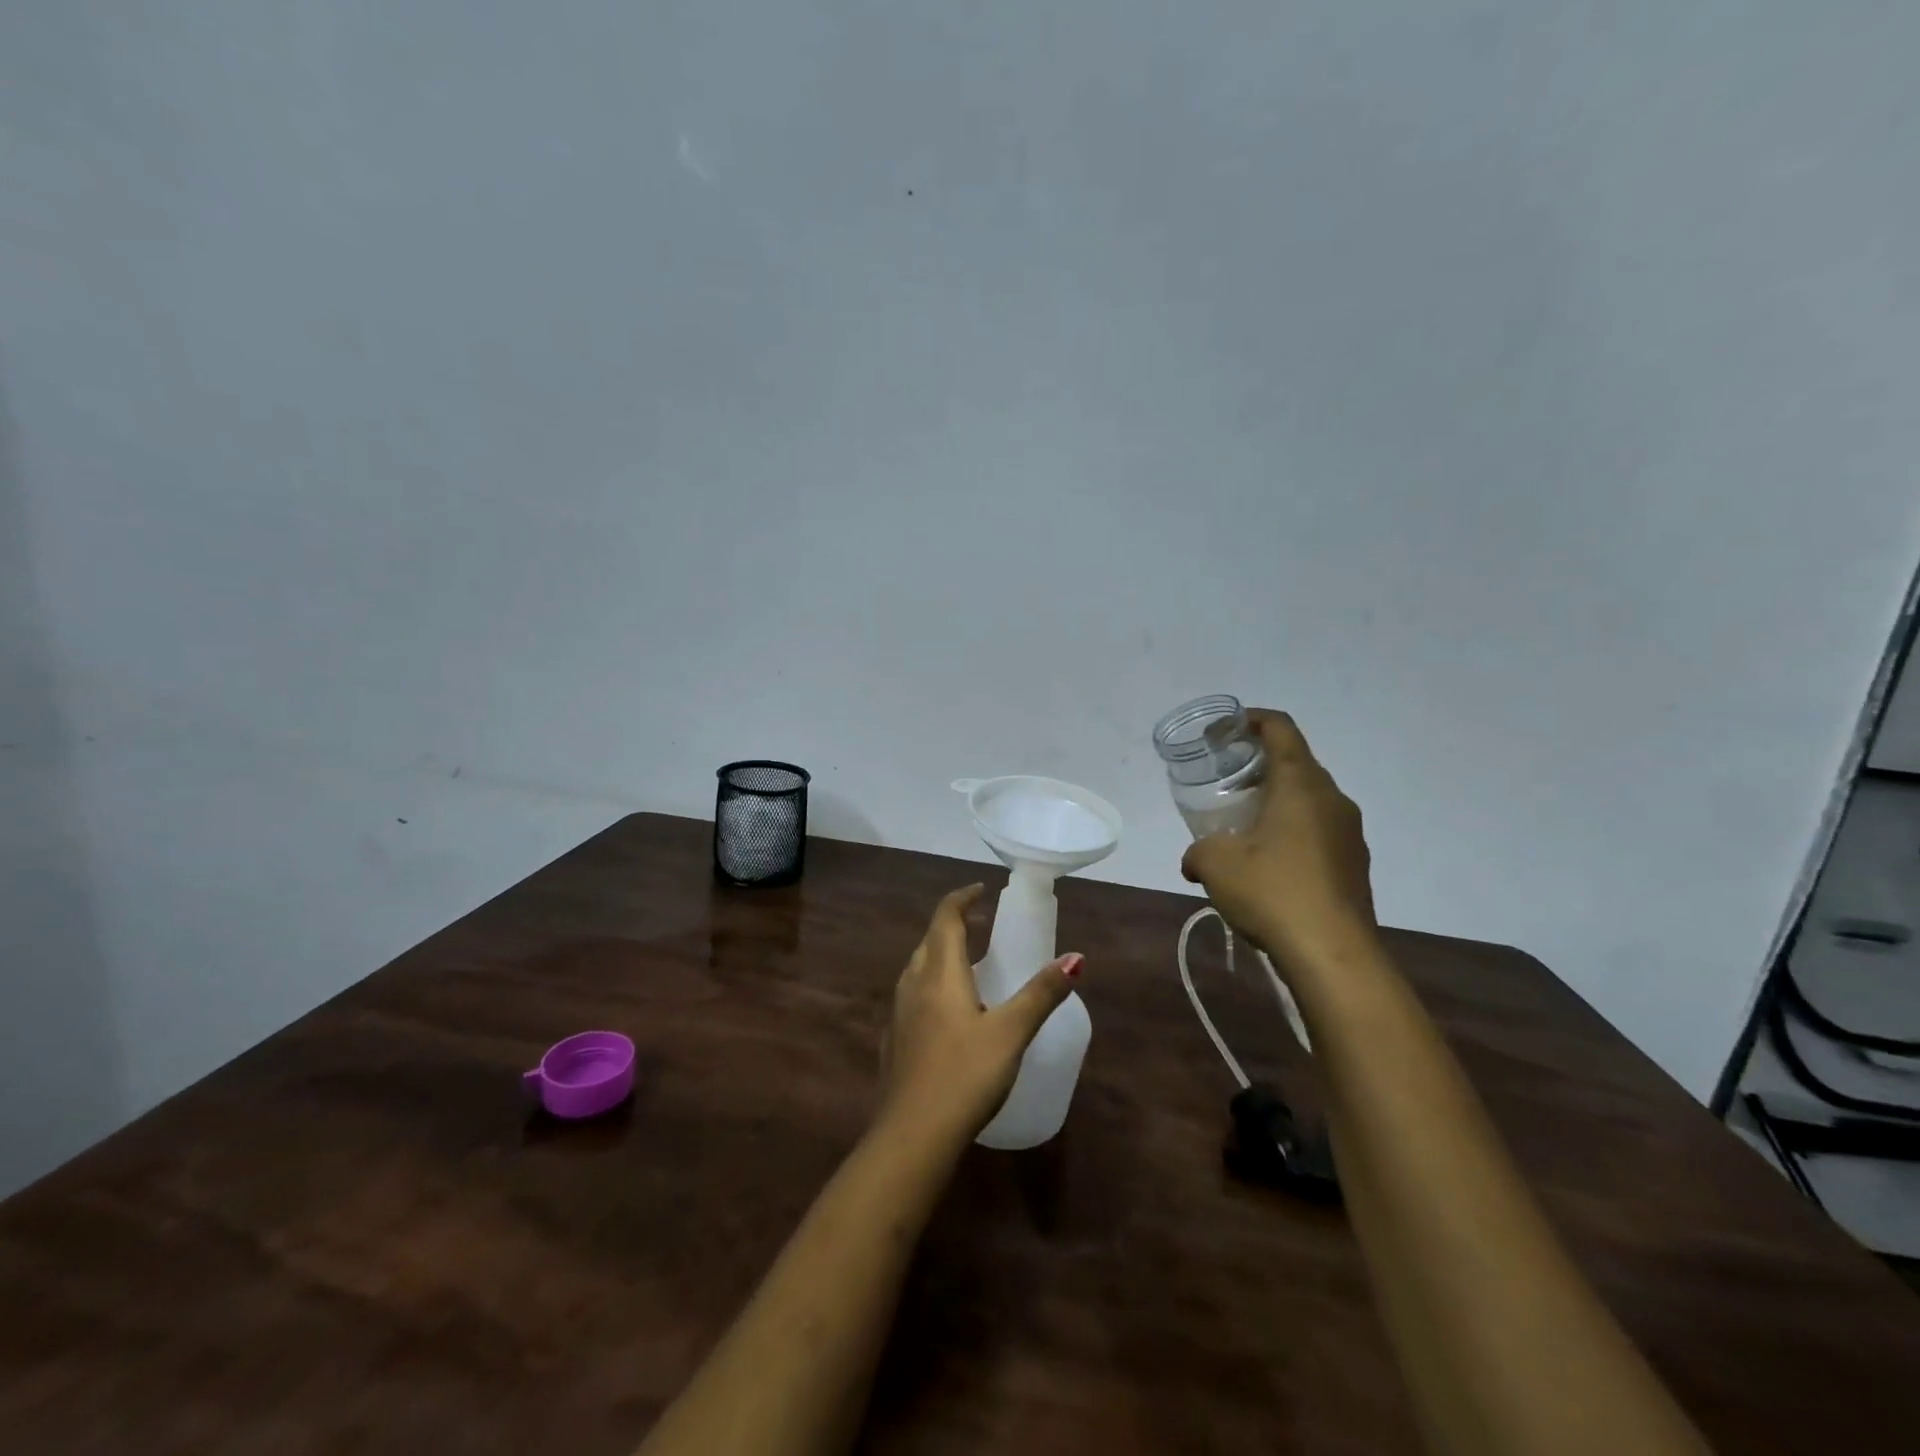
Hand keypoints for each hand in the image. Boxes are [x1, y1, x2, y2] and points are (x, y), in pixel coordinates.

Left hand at [878, 884, 1083, 1147]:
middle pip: (930, 940)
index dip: (962, 898)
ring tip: (970, 965)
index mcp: (939, 973)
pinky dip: (932, 986)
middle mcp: (913, 985)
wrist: (911, 1136)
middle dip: (954, 925)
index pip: (946, 918)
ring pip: (918, 969)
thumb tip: (1075, 958)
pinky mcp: (894, 1042)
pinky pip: (913, 997)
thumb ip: (1041, 994)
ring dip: (941, 955)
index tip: (982, 890)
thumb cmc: (964, 1075)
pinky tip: (949, 1014)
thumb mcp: (1011, 1033)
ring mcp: (898, 1014)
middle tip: (982, 925)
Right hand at [1180, 709, 1375, 974]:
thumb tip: (1192, 860)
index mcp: (1301, 784)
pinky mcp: (1354, 864)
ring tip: (1243, 824)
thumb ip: (1198, 851)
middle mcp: (1333, 799)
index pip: (1281, 729)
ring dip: (1276, 801)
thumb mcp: (1216, 864)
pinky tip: (1267, 862)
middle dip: (1259, 765)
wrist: (1334, 955)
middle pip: (1296, 763)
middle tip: (1226, 781)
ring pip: (1309, 799)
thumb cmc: (1273, 892)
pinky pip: (1319, 830)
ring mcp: (1350, 833)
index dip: (1252, 719)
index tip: (1226, 730)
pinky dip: (1291, 831)